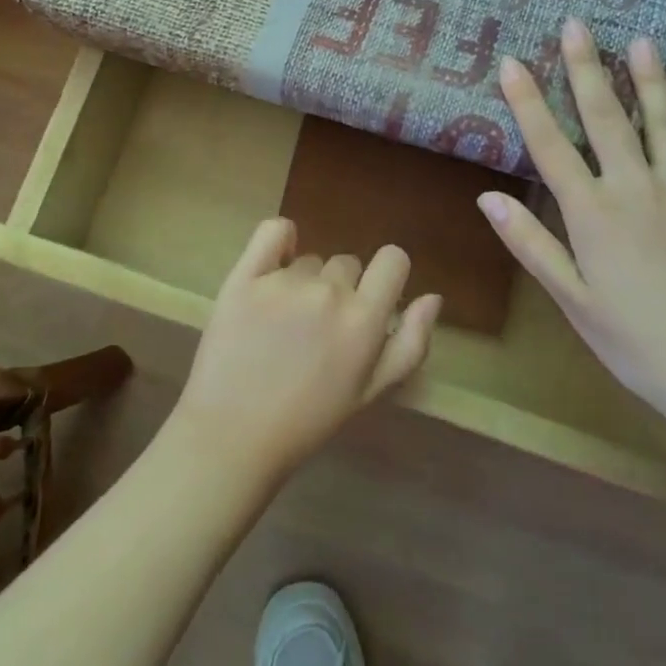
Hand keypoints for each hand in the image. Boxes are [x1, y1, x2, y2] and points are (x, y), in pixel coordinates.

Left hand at [167, 219, 440, 483]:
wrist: (233, 434)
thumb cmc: (308, 420)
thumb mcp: (370, 392)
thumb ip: (410, 344)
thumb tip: (433, 297)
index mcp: (364, 320)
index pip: (394, 260)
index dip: (387, 275)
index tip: (372, 297)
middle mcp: (328, 292)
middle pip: (347, 264)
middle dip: (341, 289)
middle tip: (318, 329)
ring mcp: (284, 281)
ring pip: (309, 260)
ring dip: (304, 281)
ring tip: (284, 323)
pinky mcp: (245, 276)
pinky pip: (273, 231)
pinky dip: (280, 239)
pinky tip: (276, 261)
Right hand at [479, 20, 665, 437]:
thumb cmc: (638, 345)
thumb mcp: (573, 302)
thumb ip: (531, 244)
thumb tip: (486, 197)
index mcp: (593, 214)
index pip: (550, 145)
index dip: (528, 101)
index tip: (510, 62)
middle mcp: (637, 190)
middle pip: (606, 118)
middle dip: (586, 68)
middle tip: (576, 25)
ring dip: (653, 81)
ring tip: (644, 41)